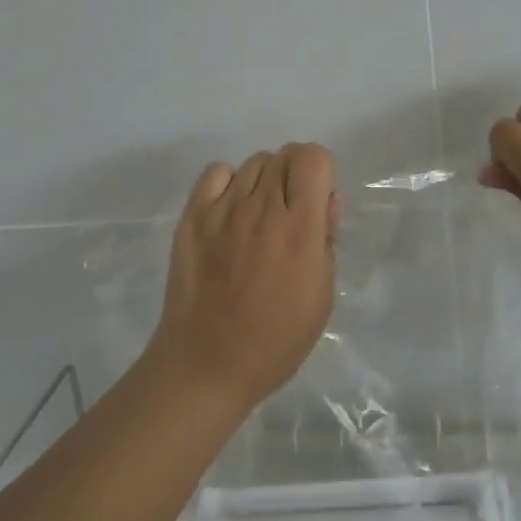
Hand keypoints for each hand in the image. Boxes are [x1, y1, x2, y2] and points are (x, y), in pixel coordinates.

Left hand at [152, 143, 339, 415]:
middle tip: (290, 212)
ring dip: (264, 181)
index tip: (317, 200)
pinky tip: (229, 213)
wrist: (207, 366)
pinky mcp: (192, 217)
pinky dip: (228, 184)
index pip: (313, 157)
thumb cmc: (275, 340)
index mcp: (300, 228)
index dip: (321, 171)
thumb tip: (327, 201)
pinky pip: (216, 173)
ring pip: (253, 163)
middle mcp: (262, 208)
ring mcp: (223, 210)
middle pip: (284, 154)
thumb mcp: (322, 297)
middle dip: (295, 174)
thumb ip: (327, 242)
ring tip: (258, 218)